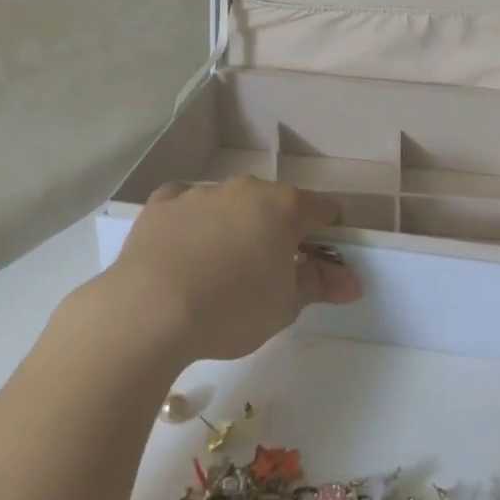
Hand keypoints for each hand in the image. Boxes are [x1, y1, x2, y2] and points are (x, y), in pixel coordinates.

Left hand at [109, 178, 362, 363]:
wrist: (147, 311)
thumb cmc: (231, 308)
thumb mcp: (286, 305)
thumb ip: (320, 284)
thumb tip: (352, 280)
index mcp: (284, 207)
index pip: (324, 211)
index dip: (329, 236)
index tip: (321, 264)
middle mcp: (246, 189)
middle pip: (276, 205)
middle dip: (280, 231)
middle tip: (271, 274)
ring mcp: (201, 192)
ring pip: (231, 204)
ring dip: (236, 226)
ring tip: (222, 271)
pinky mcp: (162, 204)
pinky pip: (187, 205)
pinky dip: (193, 223)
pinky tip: (185, 251)